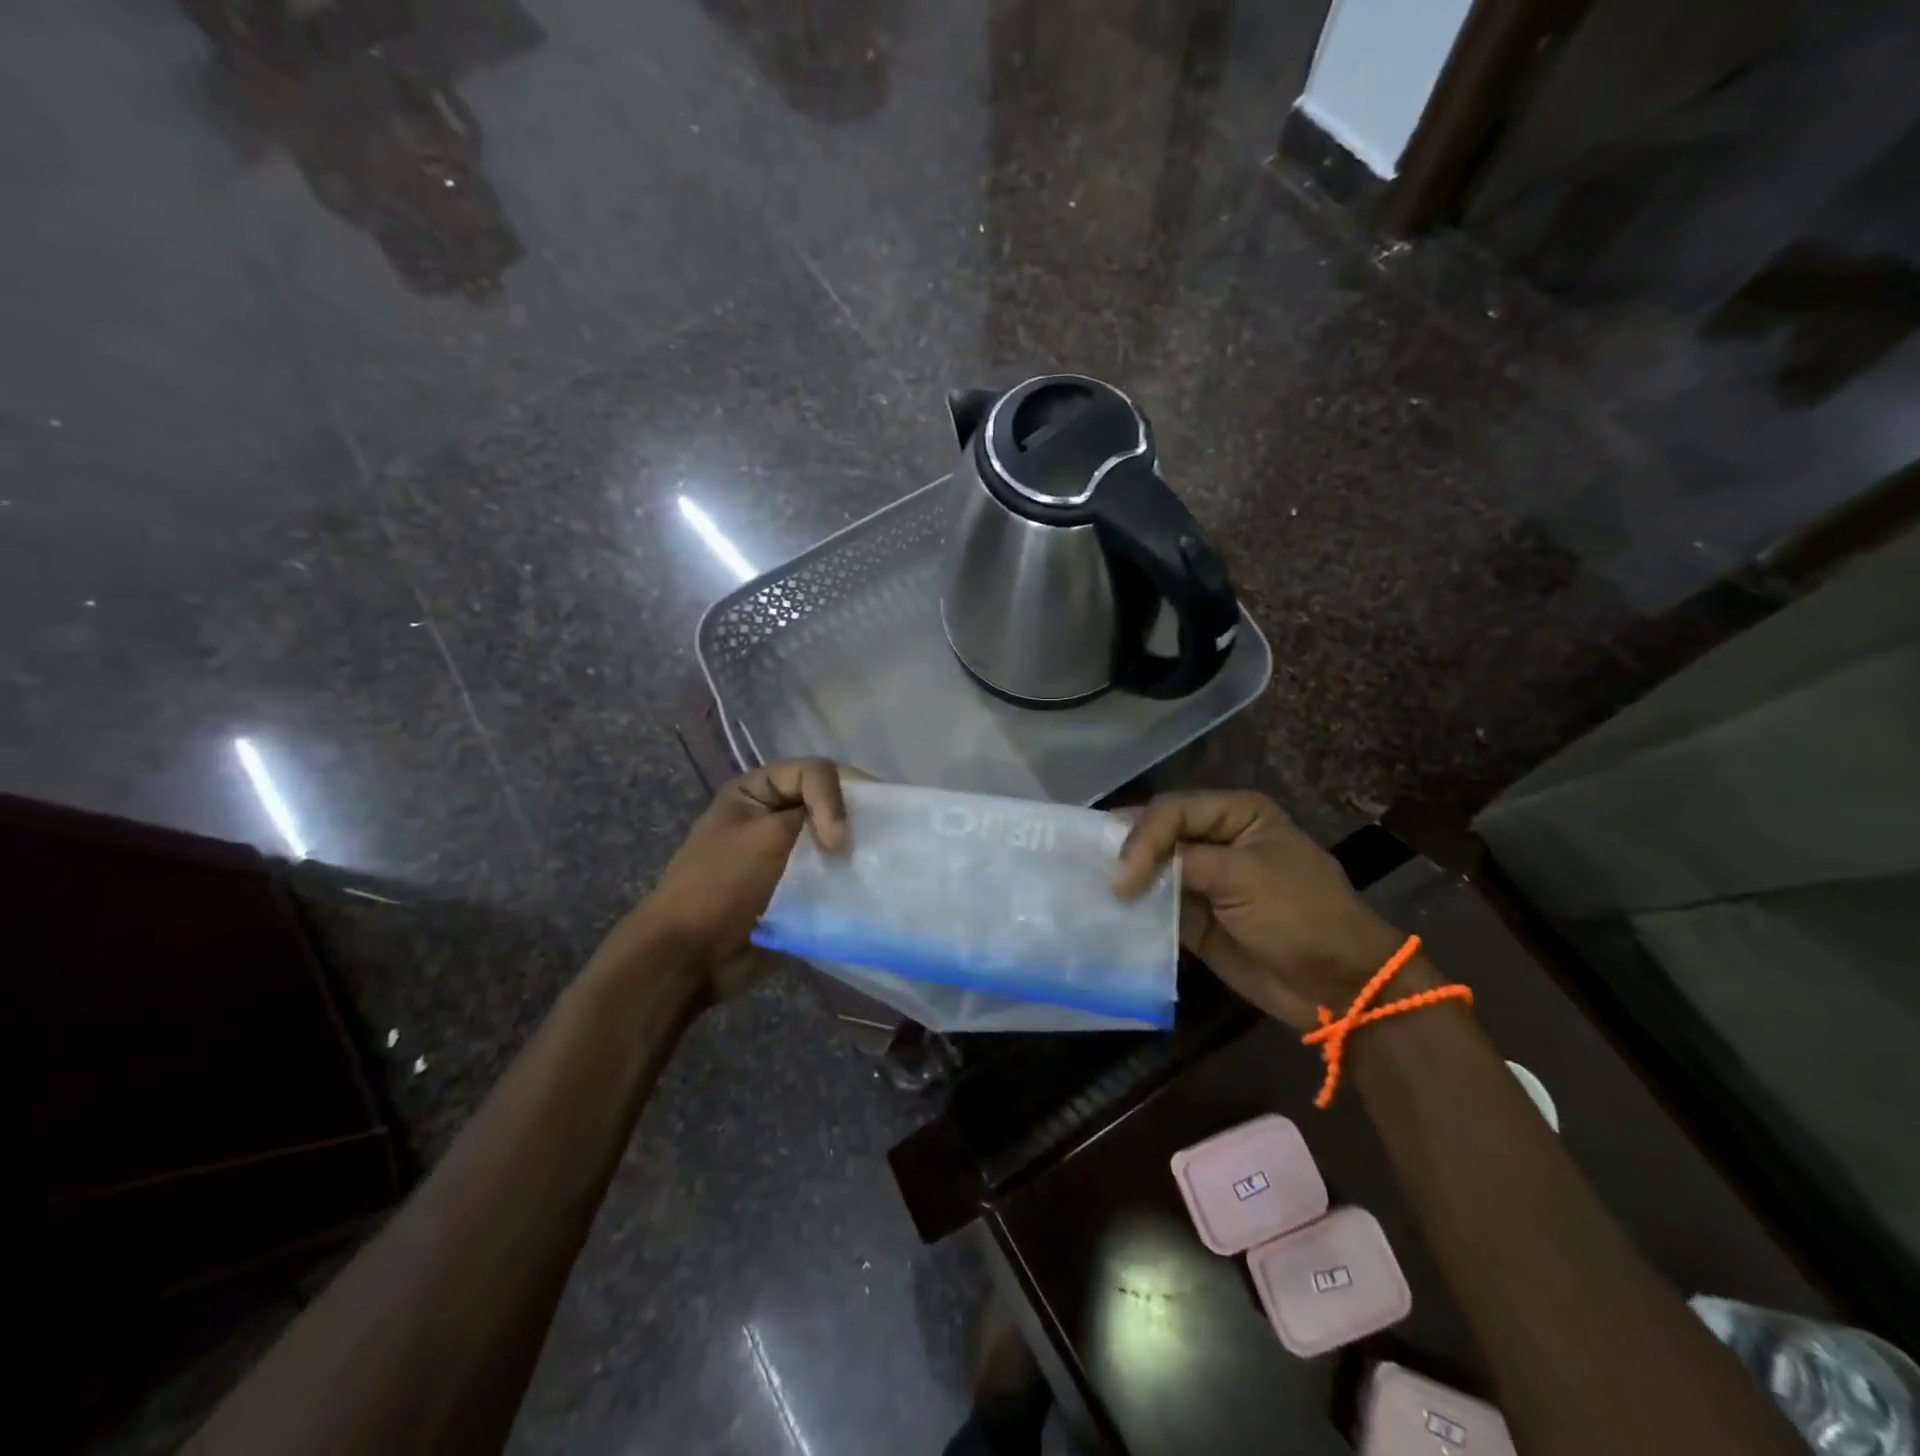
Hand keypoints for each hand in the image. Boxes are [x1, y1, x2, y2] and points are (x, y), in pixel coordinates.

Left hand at [596, 759, 854, 1001]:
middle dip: (853, 817)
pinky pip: (831, 872)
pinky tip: (863, 883)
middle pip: (828, 801)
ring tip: (876, 863)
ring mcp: (785, 853)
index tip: (837, 839)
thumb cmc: (722, 886)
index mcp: (755, 792)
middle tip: (878, 838)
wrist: (692, 957)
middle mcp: (772, 815)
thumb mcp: (766, 836)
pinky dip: (848, 875)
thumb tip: (851, 834)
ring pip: (833, 838)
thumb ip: (815, 815)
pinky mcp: (798, 888)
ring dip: (854, 849)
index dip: (834, 796)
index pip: (813, 772)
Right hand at [1112, 791, 1408, 1029]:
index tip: (1123, 877)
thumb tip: (1124, 869)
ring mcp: (1204, 879)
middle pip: (1157, 834)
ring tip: (1089, 888)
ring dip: (1126, 879)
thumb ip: (1183, 862)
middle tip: (1089, 869)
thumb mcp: (1243, 876)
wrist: (1338, 986)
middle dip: (1126, 850)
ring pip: (1152, 868)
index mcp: (1236, 813)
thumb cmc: (1300, 915)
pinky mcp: (1194, 916)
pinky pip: (1156, 905)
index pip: (1172, 811)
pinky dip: (1135, 908)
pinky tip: (1108, 911)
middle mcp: (1216, 838)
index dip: (1142, 837)